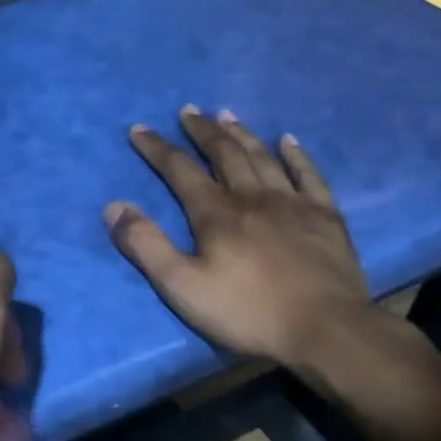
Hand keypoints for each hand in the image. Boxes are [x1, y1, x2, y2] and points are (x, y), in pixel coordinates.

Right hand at [105, 107, 373, 378]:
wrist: (325, 330)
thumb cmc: (247, 312)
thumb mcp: (182, 286)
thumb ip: (146, 245)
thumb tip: (114, 207)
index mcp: (216, 213)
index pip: (180, 170)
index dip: (157, 148)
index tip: (140, 129)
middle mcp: (253, 197)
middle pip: (224, 153)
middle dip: (202, 131)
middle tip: (189, 110)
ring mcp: (293, 203)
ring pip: (262, 157)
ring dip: (241, 134)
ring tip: (226, 115)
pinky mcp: (325, 217)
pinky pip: (309, 175)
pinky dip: (296, 155)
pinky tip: (288, 140)